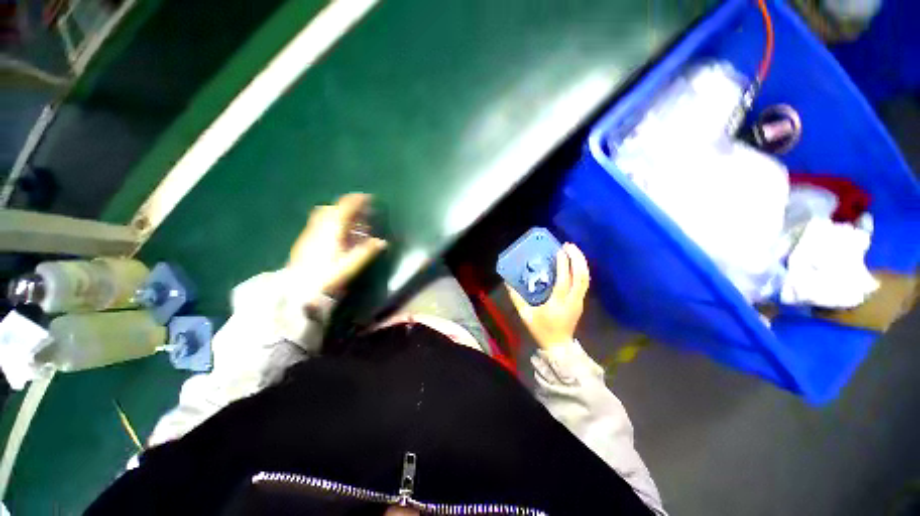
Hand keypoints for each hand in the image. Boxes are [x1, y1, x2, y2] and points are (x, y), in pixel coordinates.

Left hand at [289, 193, 386, 294]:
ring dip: (338, 212)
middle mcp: (319, 227)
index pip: (345, 208)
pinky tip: (335, 233)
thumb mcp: (350, 266)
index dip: (357, 201)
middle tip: (361, 210)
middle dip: (348, 205)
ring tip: (349, 220)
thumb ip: (366, 252)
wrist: (298, 290)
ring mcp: (309, 233)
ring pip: (323, 214)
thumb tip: (382, 242)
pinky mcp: (303, 241)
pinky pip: (318, 223)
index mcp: (332, 230)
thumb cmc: (327, 277)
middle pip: (333, 208)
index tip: (369, 198)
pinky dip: (330, 220)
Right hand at [506, 243, 589, 348]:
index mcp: (558, 303)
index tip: (560, 251)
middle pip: (581, 277)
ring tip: (573, 250)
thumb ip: (517, 298)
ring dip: (581, 262)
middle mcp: (572, 300)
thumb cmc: (541, 330)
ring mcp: (579, 301)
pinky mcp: (580, 302)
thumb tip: (507, 282)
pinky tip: (575, 262)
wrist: (559, 346)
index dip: (563, 265)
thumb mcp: (526, 315)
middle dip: (577, 259)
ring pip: (585, 279)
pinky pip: (584, 282)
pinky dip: (581, 270)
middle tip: (569, 245)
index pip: (564, 281)